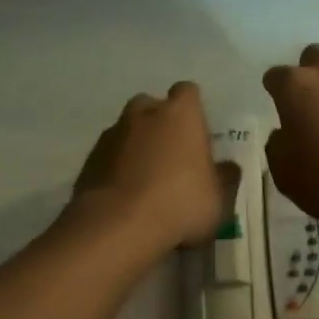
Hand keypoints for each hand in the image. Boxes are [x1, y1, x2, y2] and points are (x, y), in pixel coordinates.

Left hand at [69, 82, 239, 257]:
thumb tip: (228, 167)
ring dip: (136, 146)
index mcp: (180, 112)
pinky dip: (115, 167)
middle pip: (153, 106)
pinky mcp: (89, 158)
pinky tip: (123, 196)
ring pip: (127, 130)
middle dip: (160, 124)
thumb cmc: (180, 203)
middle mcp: (145, 112)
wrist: (117, 227)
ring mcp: (113, 133)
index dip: (192, 110)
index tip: (197, 134)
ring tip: (144, 181)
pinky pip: (108, 155)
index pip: (188, 92)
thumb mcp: (219, 198)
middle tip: (170, 156)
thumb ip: (225, 177)